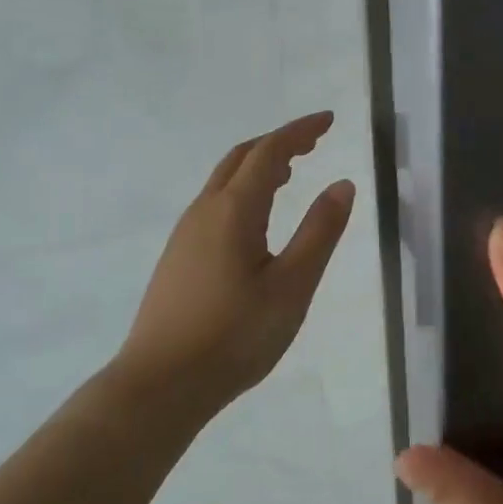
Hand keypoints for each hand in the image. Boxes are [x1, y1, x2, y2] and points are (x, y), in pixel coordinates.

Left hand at [118, 112, 355, 409]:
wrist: (160, 383)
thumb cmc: (234, 335)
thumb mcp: (292, 285)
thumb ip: (320, 232)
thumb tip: (342, 184)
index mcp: (234, 210)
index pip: (270, 151)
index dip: (300, 131)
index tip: (329, 120)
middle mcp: (204, 210)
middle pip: (241, 157)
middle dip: (279, 142)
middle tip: (314, 142)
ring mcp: (185, 233)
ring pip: (224, 181)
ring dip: (259, 166)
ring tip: (291, 173)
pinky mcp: (178, 256)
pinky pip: (215, 204)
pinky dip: (243, 191)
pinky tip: (256, 219)